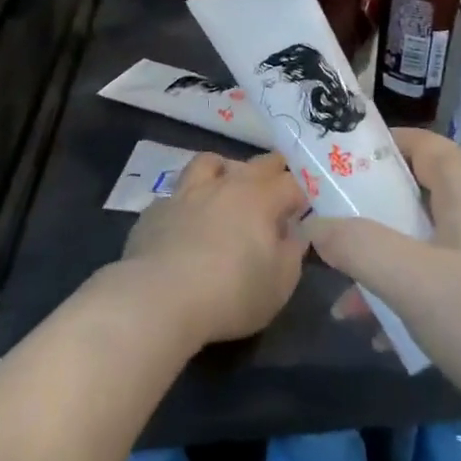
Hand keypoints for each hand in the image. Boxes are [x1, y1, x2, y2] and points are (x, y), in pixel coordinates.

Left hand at [121, 151, 307, 347]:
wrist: (159, 298)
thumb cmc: (231, 293)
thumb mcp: (279, 284)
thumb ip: (292, 253)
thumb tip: (295, 233)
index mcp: (259, 199)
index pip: (290, 184)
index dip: (301, 194)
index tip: (303, 208)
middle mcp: (225, 185)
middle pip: (256, 164)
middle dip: (273, 168)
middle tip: (278, 179)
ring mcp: (187, 193)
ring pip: (209, 162)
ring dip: (224, 168)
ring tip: (227, 183)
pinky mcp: (157, 210)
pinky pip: (177, 194)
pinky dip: (188, 201)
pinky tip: (186, 220)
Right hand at [309, 129, 460, 408]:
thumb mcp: (414, 281)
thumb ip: (358, 246)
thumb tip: (314, 226)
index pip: (421, 144)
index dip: (378, 145)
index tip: (333, 160)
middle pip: (416, 195)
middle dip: (368, 211)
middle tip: (325, 223)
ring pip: (423, 245)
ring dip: (382, 262)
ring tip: (339, 292)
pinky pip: (439, 286)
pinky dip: (407, 299)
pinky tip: (377, 335)